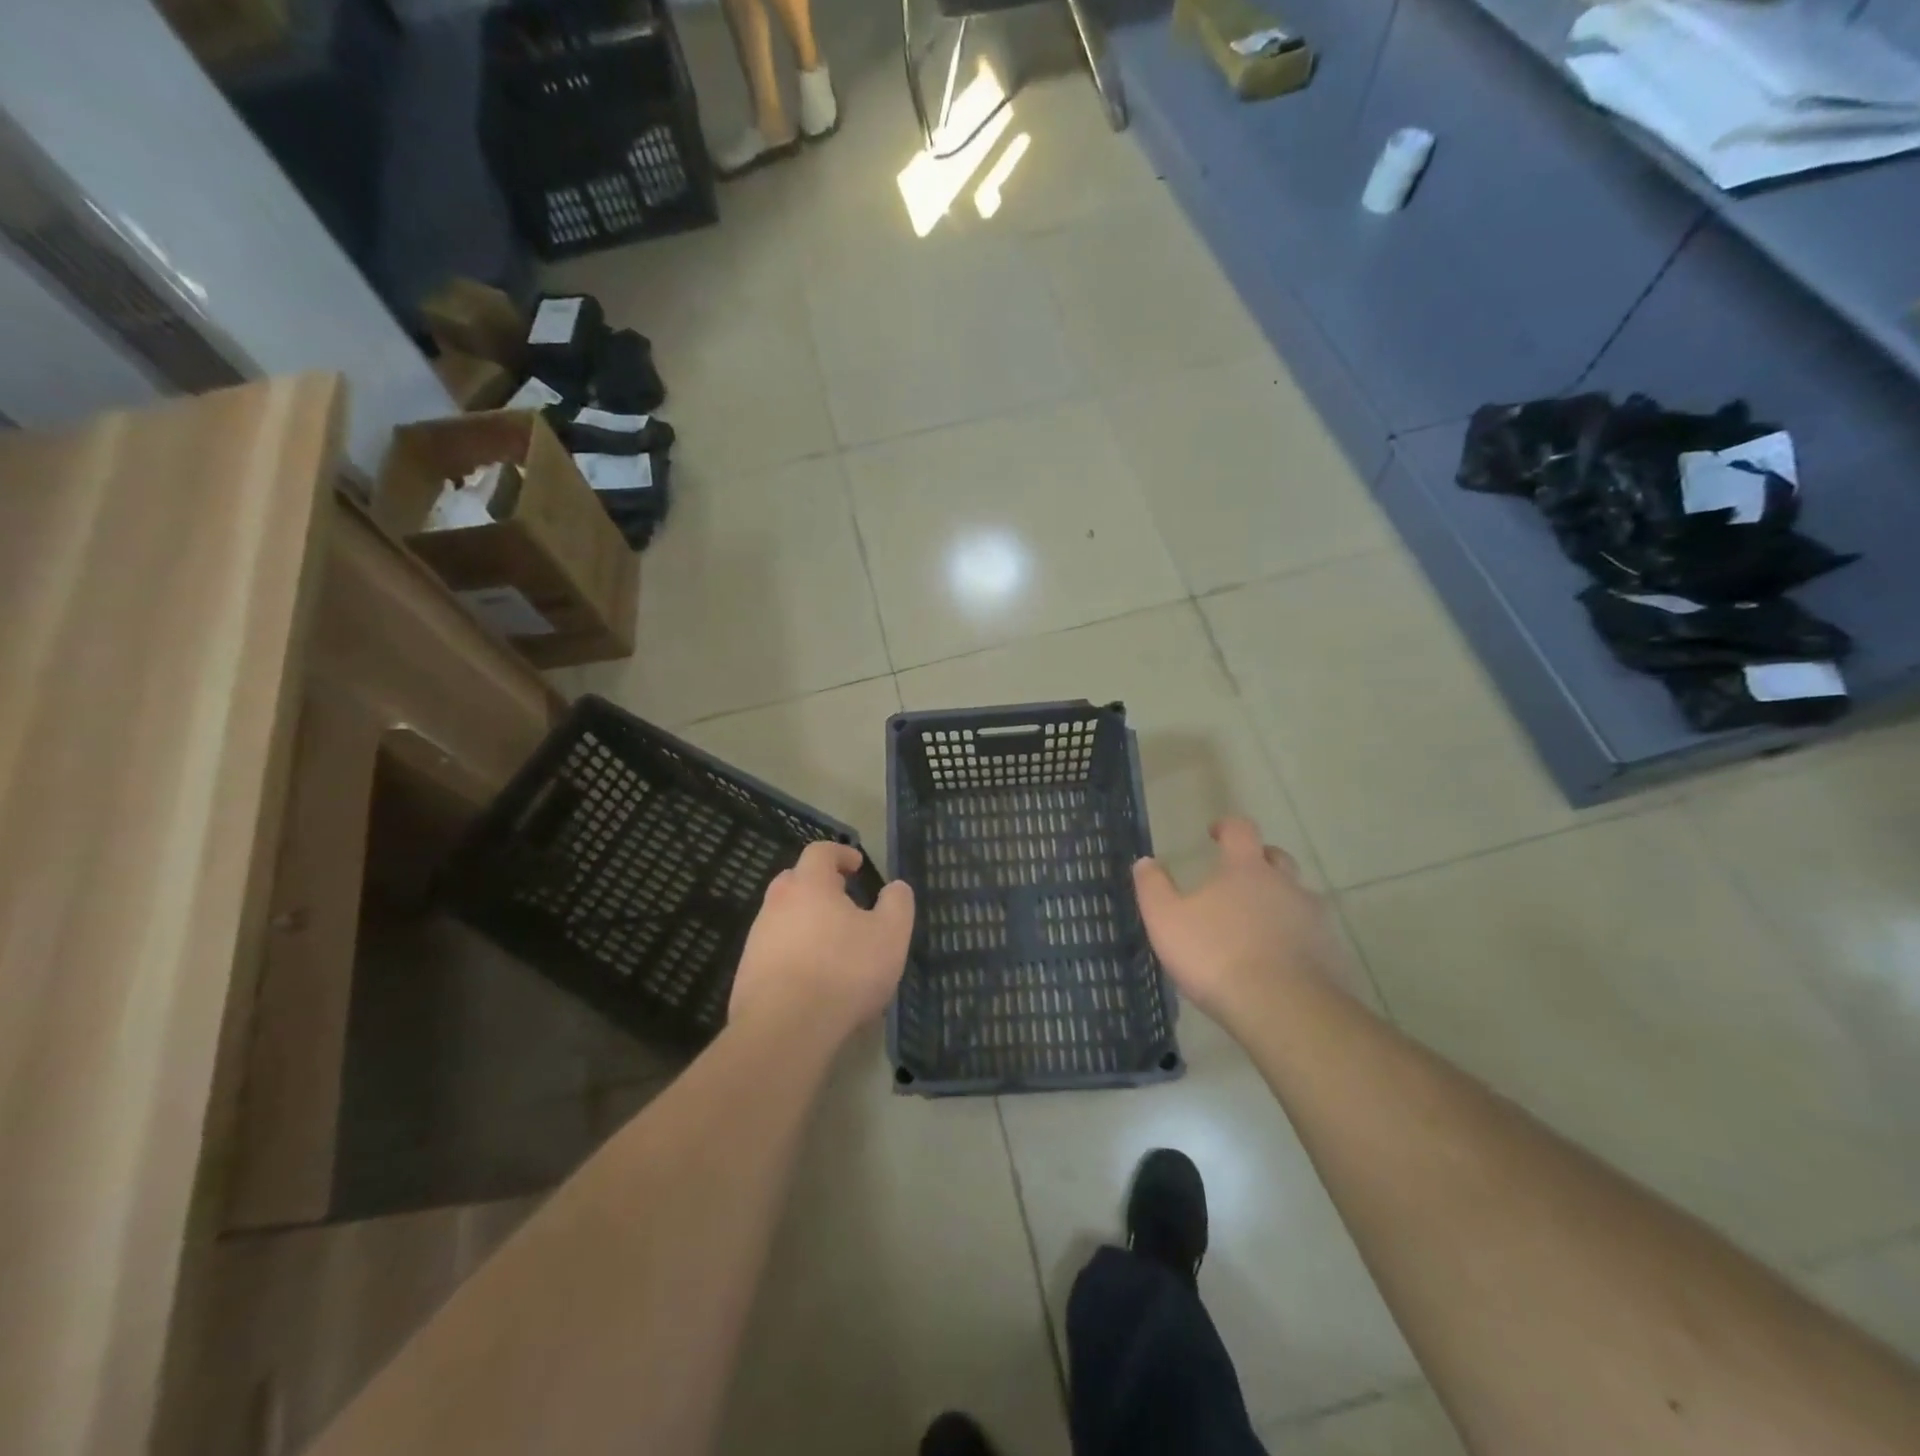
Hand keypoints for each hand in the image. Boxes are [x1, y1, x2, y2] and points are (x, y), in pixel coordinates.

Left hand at [728, 841, 914, 1043]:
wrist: (784, 1029)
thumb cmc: (844, 971)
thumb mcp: (890, 935)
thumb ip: (897, 903)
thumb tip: (895, 887)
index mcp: (809, 885)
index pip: (820, 852)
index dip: (840, 853)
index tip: (857, 865)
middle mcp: (777, 903)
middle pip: (796, 880)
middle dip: (820, 885)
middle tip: (845, 900)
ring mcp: (757, 938)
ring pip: (784, 916)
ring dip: (806, 920)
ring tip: (833, 944)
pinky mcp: (747, 972)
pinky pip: (775, 949)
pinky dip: (794, 952)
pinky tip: (813, 977)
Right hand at [1133, 818, 1345, 1035]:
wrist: (1284, 1009)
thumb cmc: (1217, 955)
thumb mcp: (1166, 920)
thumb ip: (1153, 887)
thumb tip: (1145, 861)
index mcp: (1246, 869)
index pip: (1241, 830)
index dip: (1227, 826)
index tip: (1214, 832)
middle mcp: (1285, 884)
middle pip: (1277, 858)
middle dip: (1259, 861)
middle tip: (1239, 877)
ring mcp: (1313, 919)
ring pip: (1298, 897)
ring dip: (1279, 901)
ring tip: (1257, 924)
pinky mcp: (1331, 953)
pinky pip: (1311, 935)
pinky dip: (1295, 938)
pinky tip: (1278, 960)